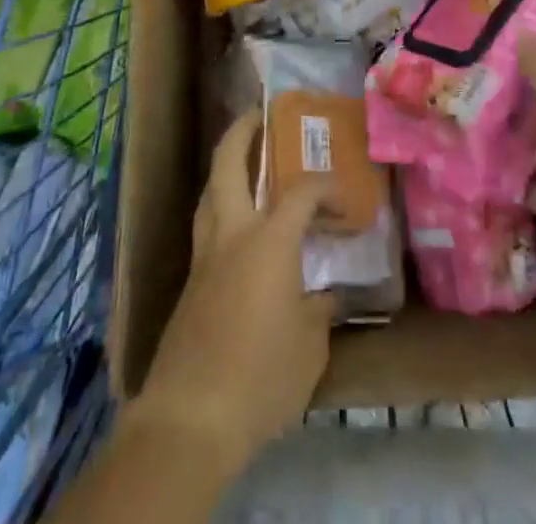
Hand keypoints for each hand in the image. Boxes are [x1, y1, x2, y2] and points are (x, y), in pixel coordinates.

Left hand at [131, 112, 334, 466]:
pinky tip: (238, 230)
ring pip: (209, 192)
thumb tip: (326, 294)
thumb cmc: (260, 376)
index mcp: (268, 240)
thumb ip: (320, 309)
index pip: (301, 192)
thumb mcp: (310, 346)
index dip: (326, 188)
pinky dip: (222, 209)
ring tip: (246, 163)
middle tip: (260, 116)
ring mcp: (204, 257)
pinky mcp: (189, 284)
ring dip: (226, 167)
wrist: (189, 420)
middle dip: (243, 132)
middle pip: (227, 163)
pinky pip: (207, 226)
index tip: (346, 202)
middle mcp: (231, 233)